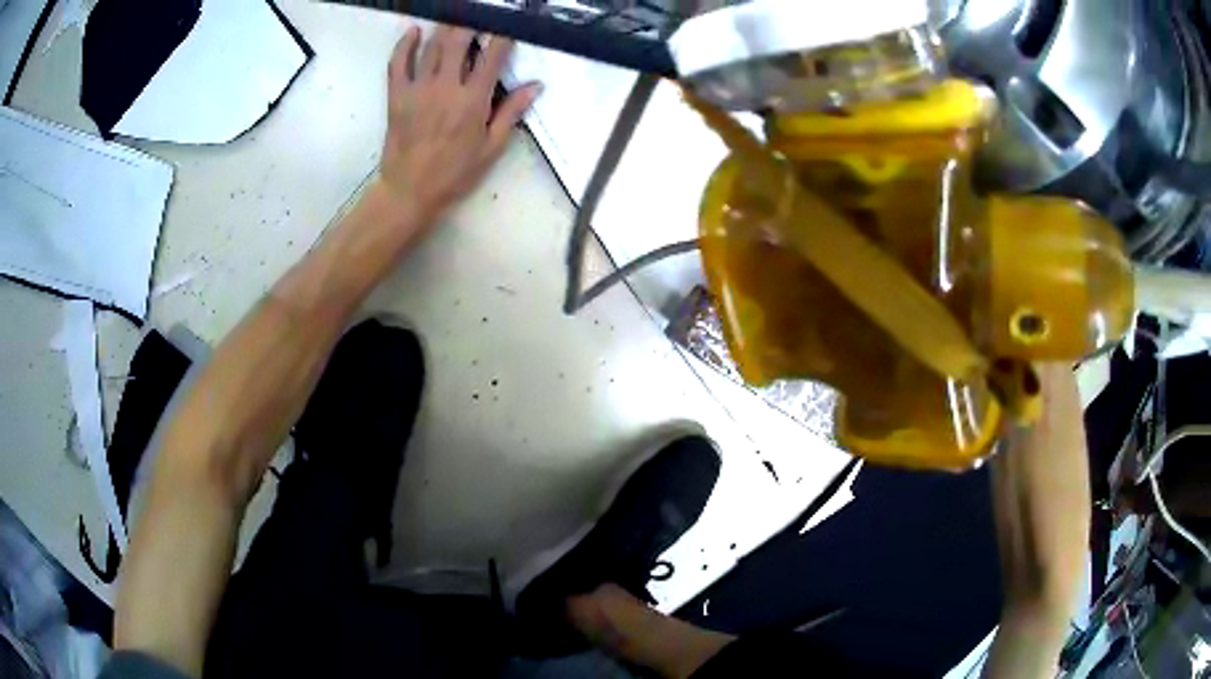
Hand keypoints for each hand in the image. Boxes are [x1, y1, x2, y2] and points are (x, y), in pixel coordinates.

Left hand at [379, 25, 541, 217]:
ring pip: (432, 46)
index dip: (502, 35)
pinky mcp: (397, 95)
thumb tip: (536, 85)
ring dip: (445, 27)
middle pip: (459, 41)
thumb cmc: (454, 173)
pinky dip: (404, 44)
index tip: (508, 25)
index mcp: (472, 100)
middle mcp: (445, 87)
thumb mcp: (491, 148)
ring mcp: (418, 89)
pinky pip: (397, 63)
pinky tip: (413, 31)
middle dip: (471, 22)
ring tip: (454, 16)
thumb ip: (511, 113)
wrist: (409, 191)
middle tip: (478, 15)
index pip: (492, 56)